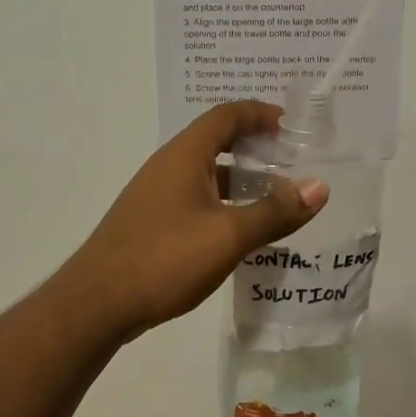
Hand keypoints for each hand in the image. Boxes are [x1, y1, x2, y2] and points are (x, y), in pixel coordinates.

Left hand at [60, 101, 327, 338]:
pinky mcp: (152, 221)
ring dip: (241, 179)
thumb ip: (274, 211)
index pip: (226, 115)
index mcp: (185, 155)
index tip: (292, 127)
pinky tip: (242, 231)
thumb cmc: (164, 258)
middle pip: (216, 140)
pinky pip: (196, 198)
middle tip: (292, 159)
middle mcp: (168, 166)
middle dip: (255, 146)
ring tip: (277, 197)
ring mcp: (156, 194)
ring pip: (207, 173)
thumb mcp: (228, 235)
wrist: (98, 302)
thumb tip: (318, 186)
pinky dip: (223, 203)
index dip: (260, 114)